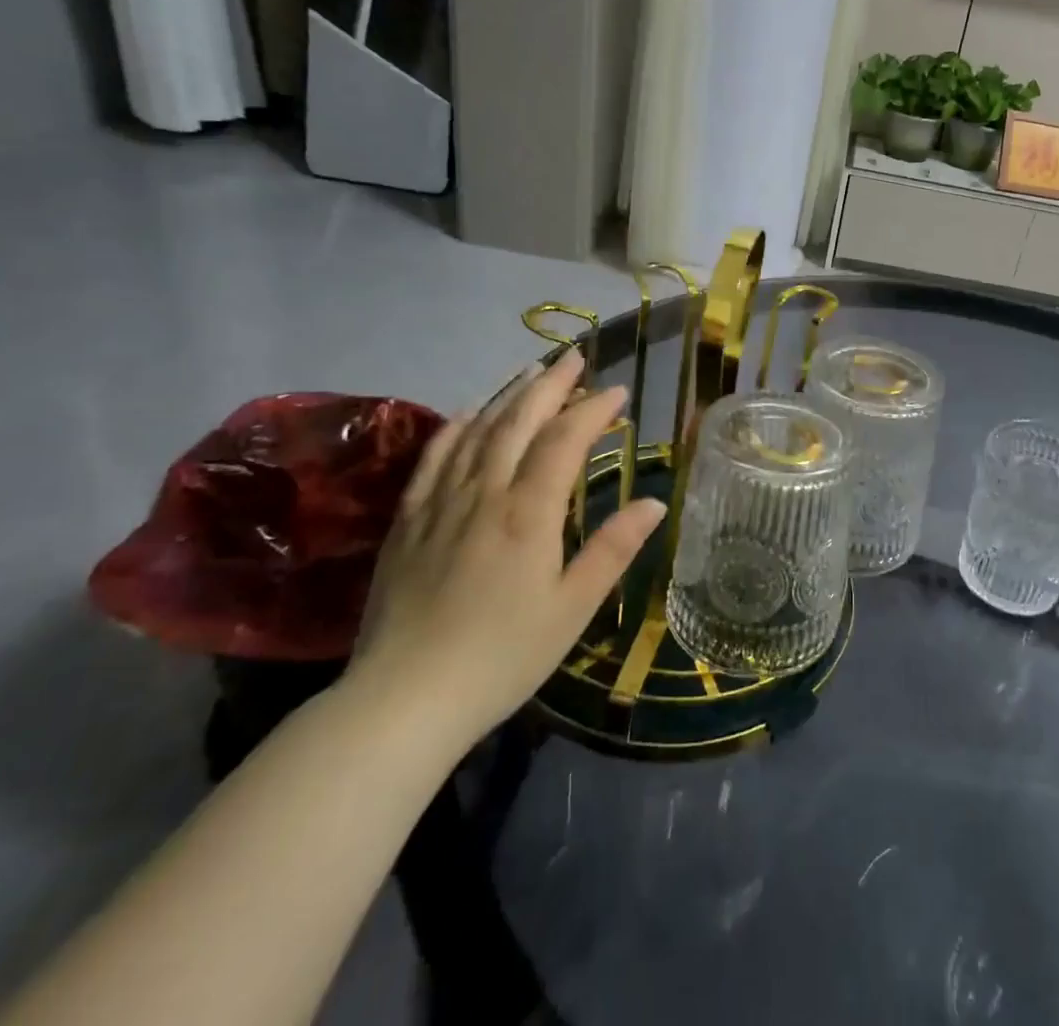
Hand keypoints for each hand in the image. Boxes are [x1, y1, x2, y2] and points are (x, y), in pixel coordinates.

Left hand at [347, 352, 664, 751]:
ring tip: (531, 371)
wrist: (403, 700)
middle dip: (551, 384)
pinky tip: (467, 413)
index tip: (618, 391)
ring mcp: (440, 503)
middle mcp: (484, 493)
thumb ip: (613, 549)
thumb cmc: (502, 656)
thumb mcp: (572, 608)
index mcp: (528, 513)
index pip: (564, 441)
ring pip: (476, 430)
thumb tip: (654, 502)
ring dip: (507, 395)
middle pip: (518, 421)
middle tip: (575, 357)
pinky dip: (455, 426)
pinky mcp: (408, 521)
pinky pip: (434, 458)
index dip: (593, 410)